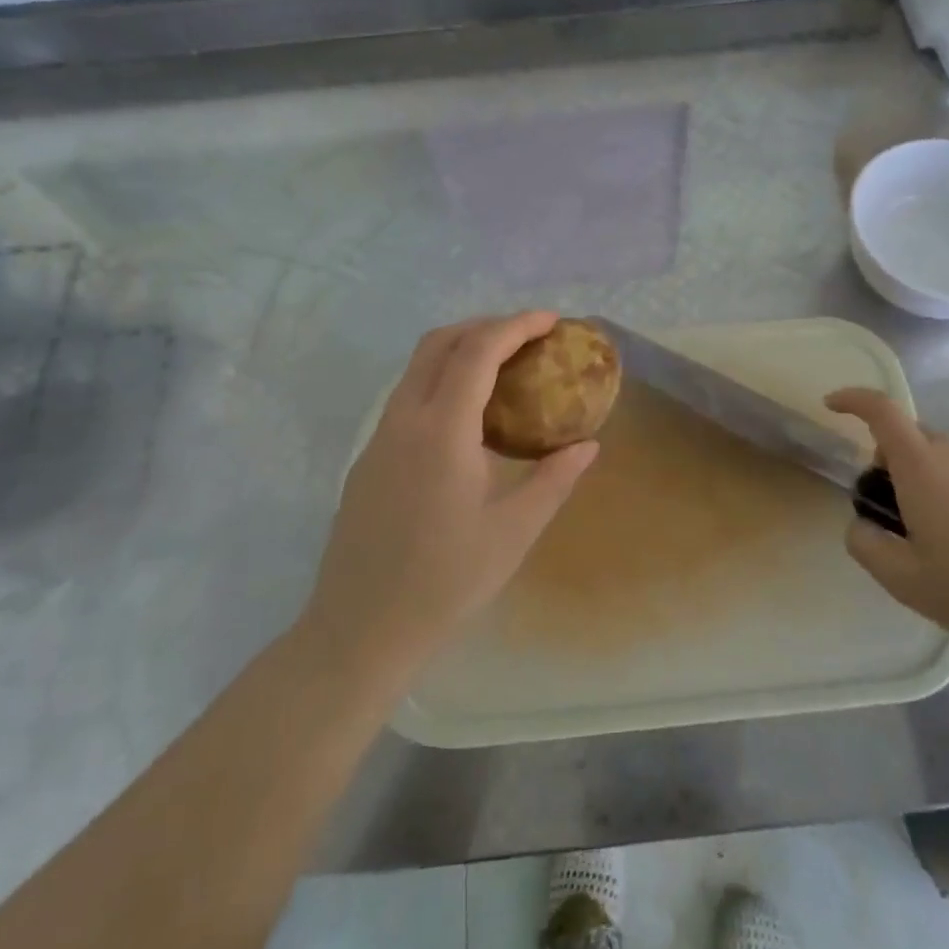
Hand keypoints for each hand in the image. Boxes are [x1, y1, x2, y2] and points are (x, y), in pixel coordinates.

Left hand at [306, 312, 599, 677]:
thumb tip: (588, 445)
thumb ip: (554, 479)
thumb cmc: (447, 581)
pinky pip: (407, 397)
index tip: (550, 320)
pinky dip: (440, 381)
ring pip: (416, 368)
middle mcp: (403, 420)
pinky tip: (467, 419)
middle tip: (526, 338)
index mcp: (441, 430)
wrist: (361, 628)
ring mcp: (378, 438)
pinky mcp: (368, 458)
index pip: (477, 352)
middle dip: (484, 327)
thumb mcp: (515, 531)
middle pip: (438, 343)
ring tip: (502, 369)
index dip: (515, 326)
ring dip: (458, 351)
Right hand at [825, 387, 948, 648]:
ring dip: (924, 478)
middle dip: (889, 461)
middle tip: (892, 512)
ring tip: (934, 535)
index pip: (881, 410)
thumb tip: (861, 524)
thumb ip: (864, 543)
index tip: (831, 406)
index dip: (852, 400)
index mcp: (922, 465)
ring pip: (942, 456)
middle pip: (910, 437)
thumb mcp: (901, 578)